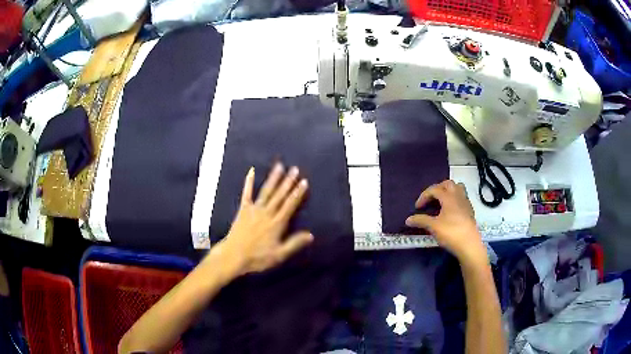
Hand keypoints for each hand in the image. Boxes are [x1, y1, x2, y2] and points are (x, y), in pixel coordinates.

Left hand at [218, 162, 312, 275]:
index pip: (290, 205)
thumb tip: (311, 235)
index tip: (304, 181)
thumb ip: (294, 243)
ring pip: (266, 191)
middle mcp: (267, 213)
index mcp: (277, 223)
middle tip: (295, 169)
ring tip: (280, 166)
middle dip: (288, 182)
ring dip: (273, 178)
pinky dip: (248, 182)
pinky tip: (251, 171)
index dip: (298, 193)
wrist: (233, 256)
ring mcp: (254, 209)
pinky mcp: (243, 209)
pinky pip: (246, 193)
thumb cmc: (257, 257)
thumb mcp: (279, 255)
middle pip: (279, 195)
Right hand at [405, 180, 485, 263]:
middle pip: (448, 184)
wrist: (469, 245)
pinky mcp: (470, 211)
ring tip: (441, 202)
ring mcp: (466, 203)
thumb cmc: (451, 233)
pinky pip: (462, 199)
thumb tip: (408, 219)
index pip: (434, 189)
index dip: (424, 196)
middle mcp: (458, 196)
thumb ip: (421, 221)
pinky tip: (450, 212)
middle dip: (437, 189)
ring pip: (458, 189)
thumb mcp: (433, 227)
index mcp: (449, 197)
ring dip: (448, 192)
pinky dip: (454, 200)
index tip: (417, 207)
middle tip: (430, 199)